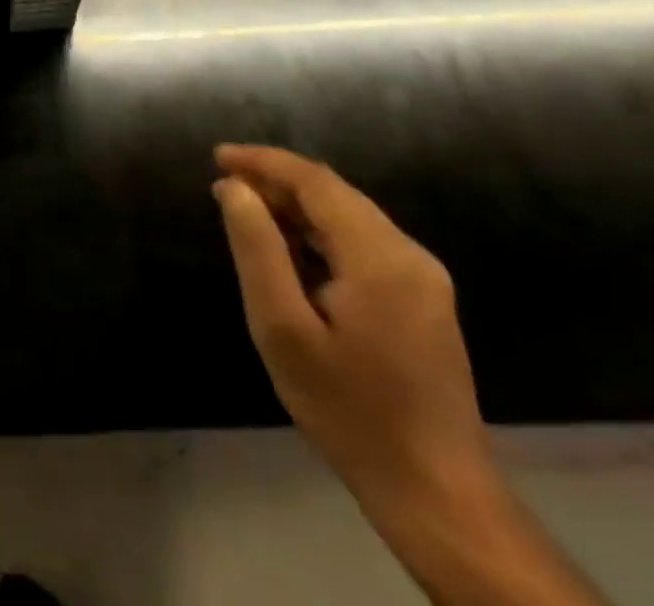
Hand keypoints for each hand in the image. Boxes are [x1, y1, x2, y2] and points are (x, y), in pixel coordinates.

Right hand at [212, 145, 492, 511]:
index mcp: (380, 257)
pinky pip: (362, 243)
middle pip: (335, 194)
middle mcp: (409, 255)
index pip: (316, 182)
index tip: (217, 157)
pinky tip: (288, 247)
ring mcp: (422, 279)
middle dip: (277, 180)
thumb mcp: (284, 330)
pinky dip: (318, 232)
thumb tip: (234, 188)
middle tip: (224, 185)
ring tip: (245, 209)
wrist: (437, 495)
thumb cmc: (350, 411)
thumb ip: (257, 249)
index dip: (264, 162)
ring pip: (348, 216)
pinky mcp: (422, 300)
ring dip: (295, 206)